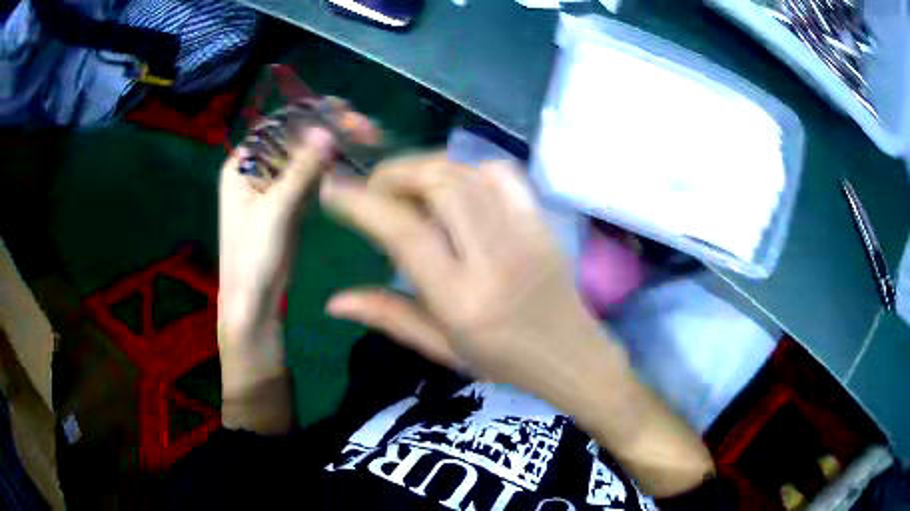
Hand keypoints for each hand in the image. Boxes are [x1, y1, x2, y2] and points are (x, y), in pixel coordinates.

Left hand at [218, 99, 377, 432]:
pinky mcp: (287, 200)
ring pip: (305, 154)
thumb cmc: (253, 257)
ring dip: (333, 144)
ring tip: (366, 137)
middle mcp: (255, 167)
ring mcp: (272, 183)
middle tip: (365, 127)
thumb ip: (299, 170)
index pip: (279, 127)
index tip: (348, 112)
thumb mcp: (274, 212)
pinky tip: (350, 157)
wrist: (254, 301)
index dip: (313, 115)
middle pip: (295, 137)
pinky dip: (330, 165)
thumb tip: (326, 131)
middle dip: (329, 128)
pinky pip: (310, 174)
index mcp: (242, 164)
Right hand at [320, 153, 714, 495]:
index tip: (334, 188)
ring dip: (426, 167)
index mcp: (462, 298)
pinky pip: (503, 174)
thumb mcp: (441, 348)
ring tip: (407, 186)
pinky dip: (468, 168)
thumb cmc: (504, 364)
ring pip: (468, 172)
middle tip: (375, 189)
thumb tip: (334, 300)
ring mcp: (524, 233)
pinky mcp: (541, 222)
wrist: (573, 357)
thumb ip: (387, 316)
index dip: (361, 202)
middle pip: (438, 183)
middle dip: (394, 174)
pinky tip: (455, 186)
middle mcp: (493, 257)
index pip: (403, 231)